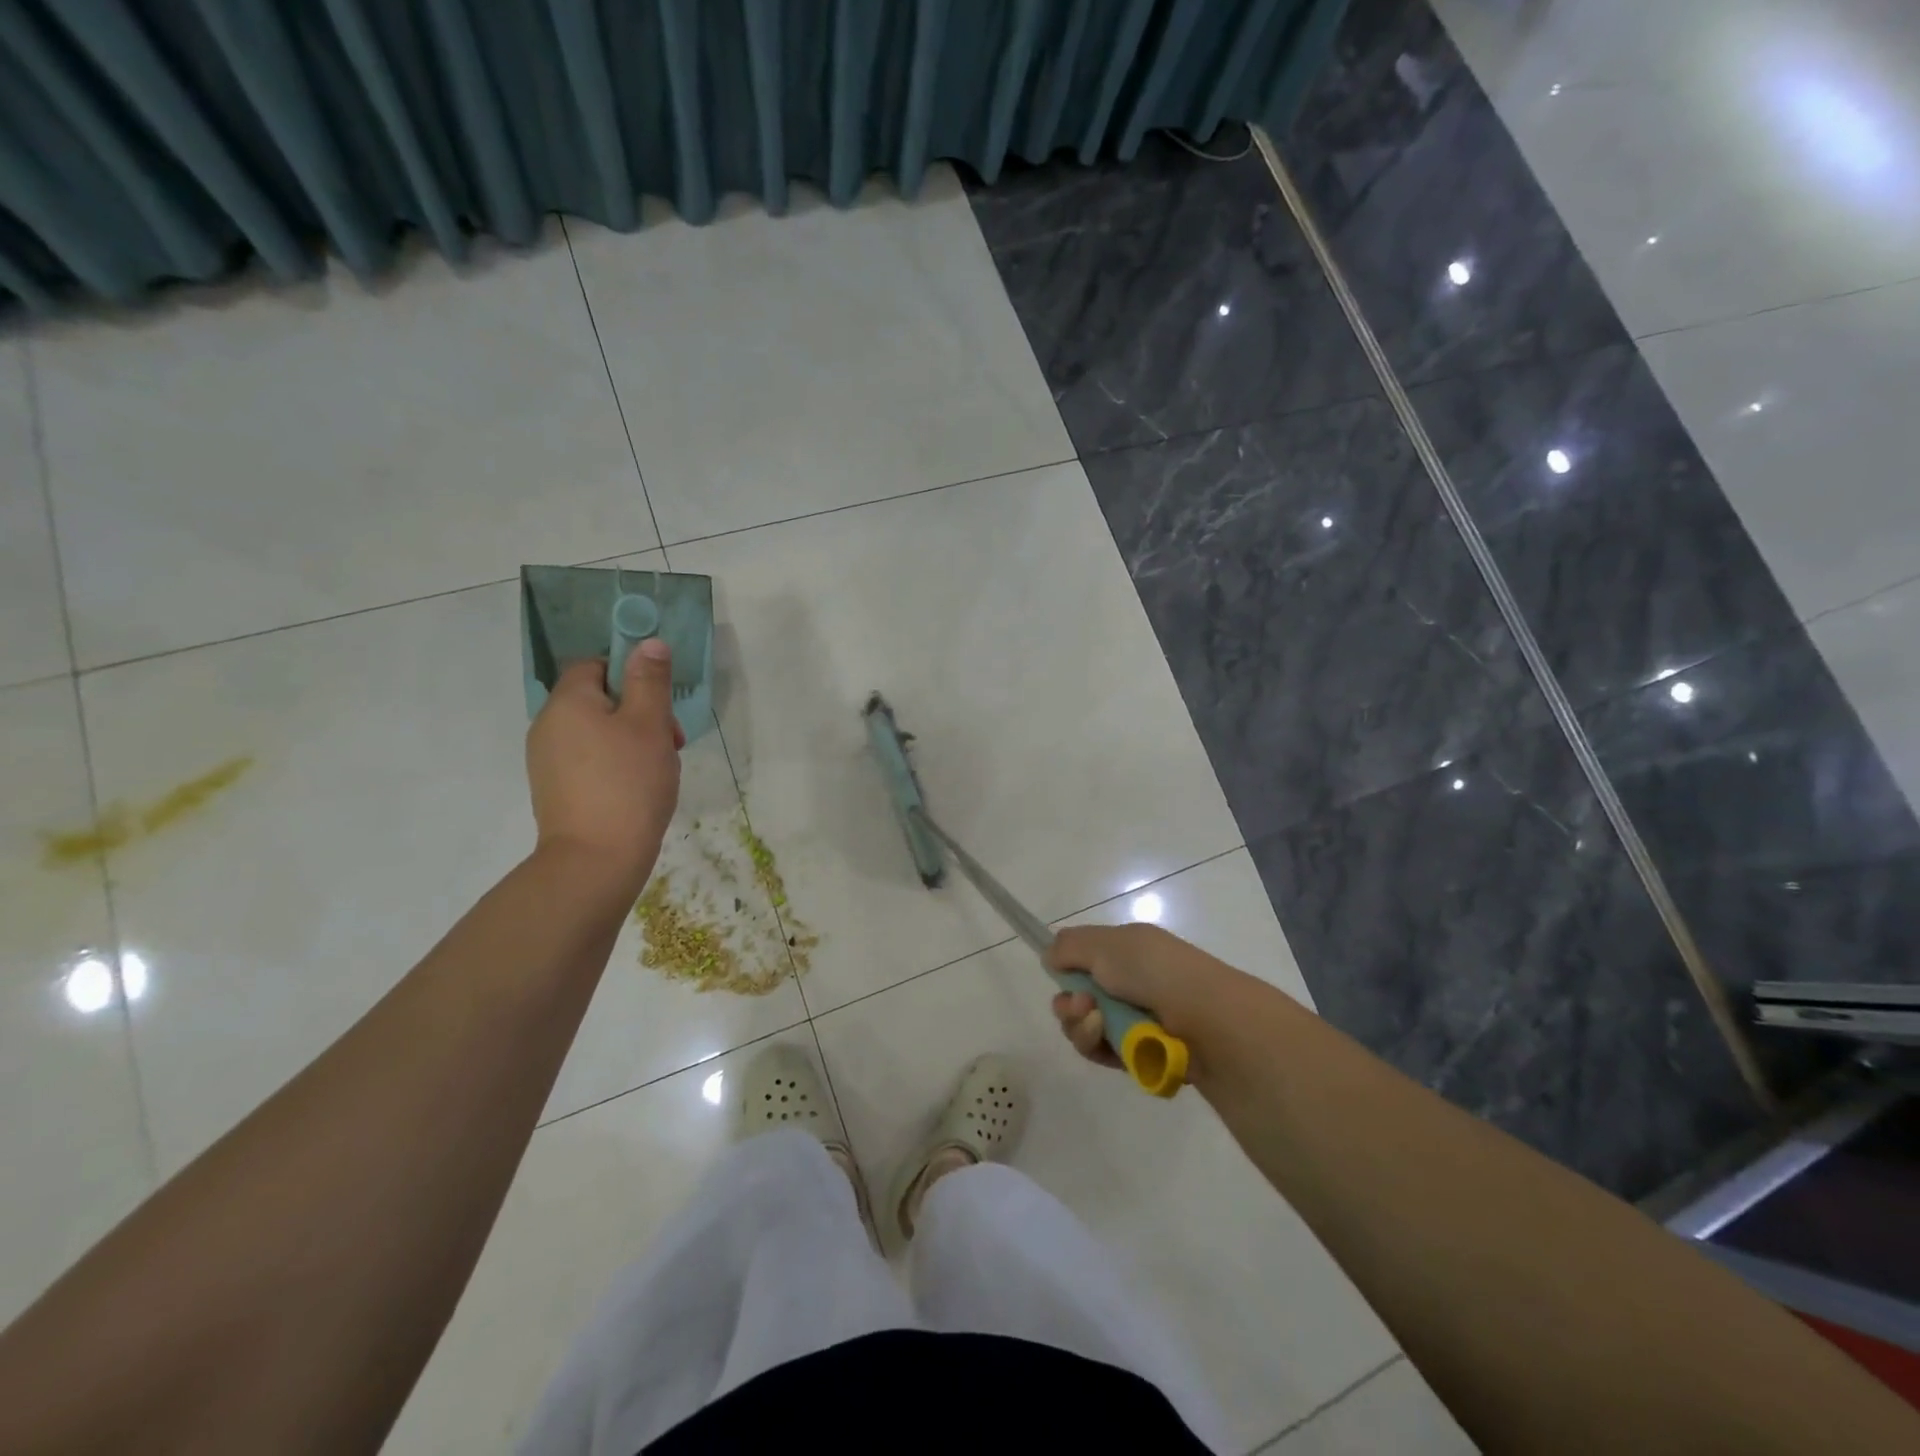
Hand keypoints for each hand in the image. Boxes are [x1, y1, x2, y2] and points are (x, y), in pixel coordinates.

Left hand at [526, 641, 683, 889]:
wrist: (596, 859)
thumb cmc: (628, 782)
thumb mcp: (650, 724)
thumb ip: (650, 680)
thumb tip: (648, 643)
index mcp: (567, 702)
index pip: (594, 664)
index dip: (630, 673)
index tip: (660, 701)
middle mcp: (548, 725)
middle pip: (597, 699)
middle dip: (639, 711)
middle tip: (671, 740)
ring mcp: (546, 760)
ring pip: (596, 731)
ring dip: (631, 739)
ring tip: (659, 767)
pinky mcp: (554, 789)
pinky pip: (588, 760)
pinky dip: (614, 764)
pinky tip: (638, 788)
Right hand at [1046, 924, 1238, 1069]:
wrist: (1207, 1020)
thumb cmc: (1155, 971)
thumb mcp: (1106, 944)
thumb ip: (1069, 946)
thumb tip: (1050, 956)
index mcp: (1126, 951)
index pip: (1083, 959)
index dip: (1066, 968)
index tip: (1057, 974)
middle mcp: (1129, 984)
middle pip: (1077, 997)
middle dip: (1069, 1004)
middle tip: (1081, 1006)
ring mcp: (1134, 1020)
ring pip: (1085, 1028)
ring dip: (1081, 1026)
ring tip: (1097, 1024)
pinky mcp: (1138, 1054)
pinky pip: (1102, 1052)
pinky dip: (1099, 1047)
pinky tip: (1108, 1043)